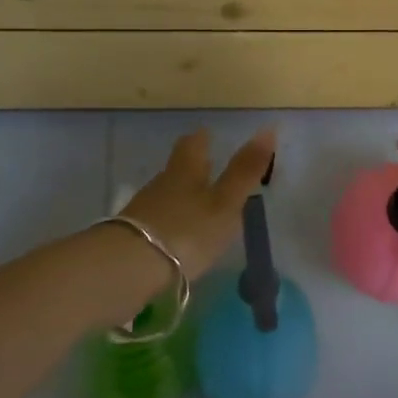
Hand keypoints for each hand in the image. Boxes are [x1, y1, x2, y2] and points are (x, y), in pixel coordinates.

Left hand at [119, 127, 277, 284]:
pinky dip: (169, 222)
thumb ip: (245, 170)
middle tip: (208, 167)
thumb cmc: (187, 231)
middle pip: (177, 168)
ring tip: (198, 206)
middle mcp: (161, 184)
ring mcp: (143, 210)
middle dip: (192, 167)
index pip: (193, 144)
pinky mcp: (131, 237)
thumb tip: (268, 128)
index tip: (208, 134)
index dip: (202, 138)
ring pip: (166, 194)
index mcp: (186, 171)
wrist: (129, 268)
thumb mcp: (225, 203)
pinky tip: (177, 235)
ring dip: (181, 196)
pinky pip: (155, 221)